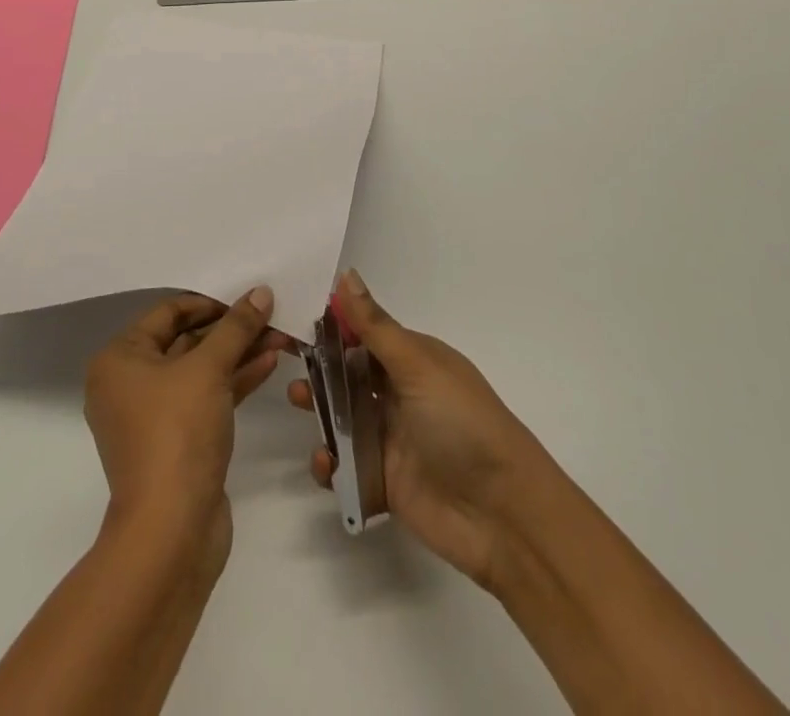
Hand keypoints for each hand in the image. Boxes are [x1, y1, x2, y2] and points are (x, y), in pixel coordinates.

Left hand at [85, 288, 287, 567]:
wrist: (171, 532)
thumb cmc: (177, 433)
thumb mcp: (208, 369)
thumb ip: (236, 327)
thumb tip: (261, 292)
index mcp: (120, 360)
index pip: (168, 312)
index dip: (211, 301)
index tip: (248, 296)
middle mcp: (129, 384)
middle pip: (186, 340)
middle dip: (231, 328)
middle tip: (272, 314)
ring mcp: (153, 416)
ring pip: (200, 370)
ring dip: (238, 352)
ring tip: (281, 336)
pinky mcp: (177, 441)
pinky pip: (207, 397)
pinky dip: (235, 380)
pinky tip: (269, 363)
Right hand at [288, 270, 549, 587]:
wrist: (502, 515)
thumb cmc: (462, 423)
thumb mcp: (418, 366)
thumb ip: (375, 326)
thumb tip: (346, 274)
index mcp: (414, 359)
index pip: (365, 333)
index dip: (332, 326)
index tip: (293, 317)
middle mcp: (402, 393)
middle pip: (350, 374)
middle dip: (320, 368)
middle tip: (287, 363)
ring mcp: (393, 438)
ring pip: (344, 418)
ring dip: (319, 410)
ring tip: (298, 403)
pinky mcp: (384, 482)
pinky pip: (346, 466)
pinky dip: (329, 464)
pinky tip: (325, 463)